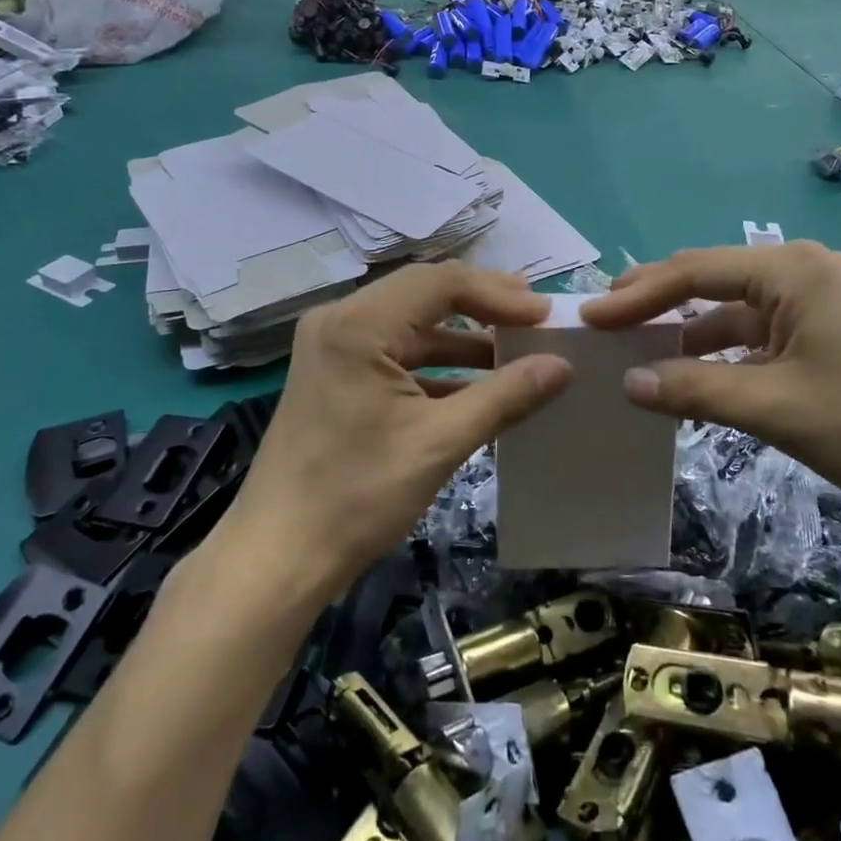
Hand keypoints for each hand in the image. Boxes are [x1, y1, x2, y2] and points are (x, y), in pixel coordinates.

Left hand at [228, 262, 572, 604]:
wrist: (278, 557)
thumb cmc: (357, 495)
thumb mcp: (439, 443)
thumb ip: (504, 396)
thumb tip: (562, 366)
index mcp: (358, 324)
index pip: (441, 283)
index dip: (498, 295)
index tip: (545, 316)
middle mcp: (340, 320)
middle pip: (424, 295)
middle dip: (483, 306)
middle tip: (535, 319)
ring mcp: (333, 348)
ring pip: (410, 325)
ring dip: (462, 338)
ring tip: (516, 350)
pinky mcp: (334, 376)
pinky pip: (394, 353)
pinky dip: (436, 365)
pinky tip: (477, 387)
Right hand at [581, 242, 840, 511]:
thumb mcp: (777, 408)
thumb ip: (697, 390)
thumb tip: (629, 384)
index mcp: (790, 271)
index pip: (694, 273)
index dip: (637, 295)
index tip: (590, 316)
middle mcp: (801, 272)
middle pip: (711, 280)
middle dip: (657, 301)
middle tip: (605, 322)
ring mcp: (818, 301)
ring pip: (733, 310)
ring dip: (688, 332)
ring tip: (638, 353)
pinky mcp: (828, 331)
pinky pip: (759, 334)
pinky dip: (723, 353)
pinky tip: (695, 377)